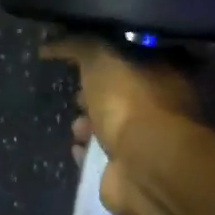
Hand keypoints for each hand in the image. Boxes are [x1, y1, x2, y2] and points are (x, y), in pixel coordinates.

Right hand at [39, 34, 197, 162]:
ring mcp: (146, 141)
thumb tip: (49, 44)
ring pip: (112, 127)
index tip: (82, 60)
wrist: (142, 164)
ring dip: (89, 126)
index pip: (135, 57)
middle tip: (76, 95)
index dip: (107, 57)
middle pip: (122, 95)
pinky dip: (86, 153)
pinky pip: (102, 157)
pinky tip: (75, 149)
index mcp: (166, 72)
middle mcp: (161, 106)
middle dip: (97, 95)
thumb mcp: (100, 58)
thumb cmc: (129, 102)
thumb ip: (77, 46)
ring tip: (74, 127)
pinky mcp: (128, 170)